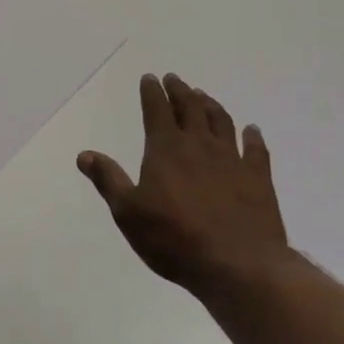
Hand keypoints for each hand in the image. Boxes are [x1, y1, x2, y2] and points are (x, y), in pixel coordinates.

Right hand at [78, 74, 291, 296]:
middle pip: (189, 108)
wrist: (238, 266)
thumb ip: (108, 179)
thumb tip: (85, 154)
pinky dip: (253, 137)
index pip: (156, 110)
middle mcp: (199, 146)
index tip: (150, 78)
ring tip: (203, 96)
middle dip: (180, 91)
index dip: (152, 92)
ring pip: (221, 122)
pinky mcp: (258, 179)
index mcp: (166, 149)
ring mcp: (232, 160)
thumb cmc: (175, 239)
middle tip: (174, 79)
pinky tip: (252, 131)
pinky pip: (256, 150)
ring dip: (210, 105)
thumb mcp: (128, 213)